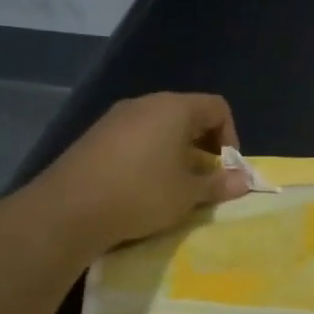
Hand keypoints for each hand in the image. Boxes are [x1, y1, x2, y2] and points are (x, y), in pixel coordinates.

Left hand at [35, 92, 251, 253]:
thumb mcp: (188, 194)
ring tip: (175, 186)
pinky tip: (143, 186)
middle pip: (189, 115)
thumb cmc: (142, 194)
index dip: (231, 136)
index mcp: (174, 109)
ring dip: (176, 152)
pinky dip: (150, 156)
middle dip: (204, 146)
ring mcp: (116, 118)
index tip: (225, 169)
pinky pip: (136, 138)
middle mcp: (146, 104)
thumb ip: (219, 184)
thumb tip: (244, 181)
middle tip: (204, 179)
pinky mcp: (96, 136)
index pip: (217, 108)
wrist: (69, 209)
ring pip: (160, 127)